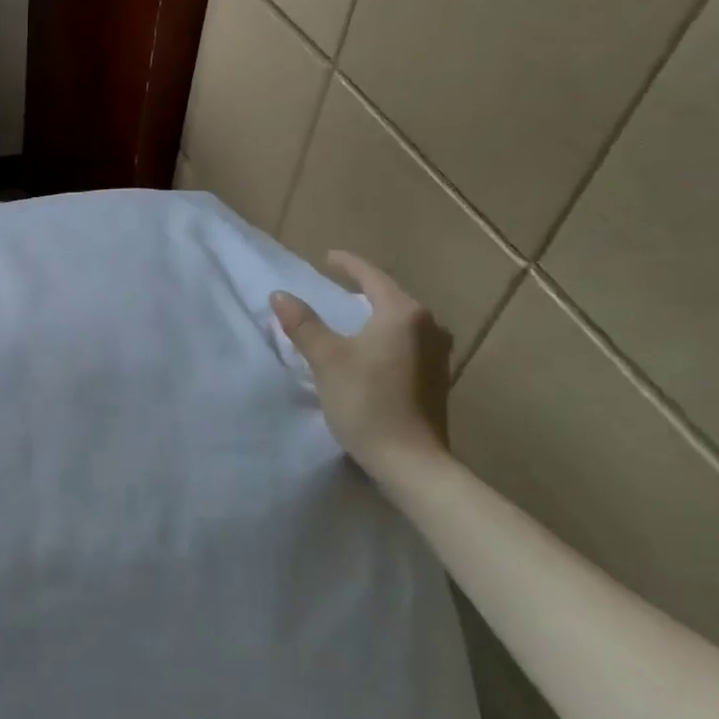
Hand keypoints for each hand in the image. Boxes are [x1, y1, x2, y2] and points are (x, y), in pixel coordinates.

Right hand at [271, 251, 451, 478]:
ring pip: (401, 321)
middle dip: (363, 290)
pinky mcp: (437, 378)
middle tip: (336, 286)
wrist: (411, 461)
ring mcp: (438, 354)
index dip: (348, 264)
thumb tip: (280, 295)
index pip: (372, 277)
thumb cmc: (366, 402)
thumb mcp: (327, 360)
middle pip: (391, 297)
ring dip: (376, 315)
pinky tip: (371, 350)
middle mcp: (428, 326)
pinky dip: (386, 337)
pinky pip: (408, 343)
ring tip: (352, 317)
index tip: (327, 257)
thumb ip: (303, 324)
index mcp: (403, 313)